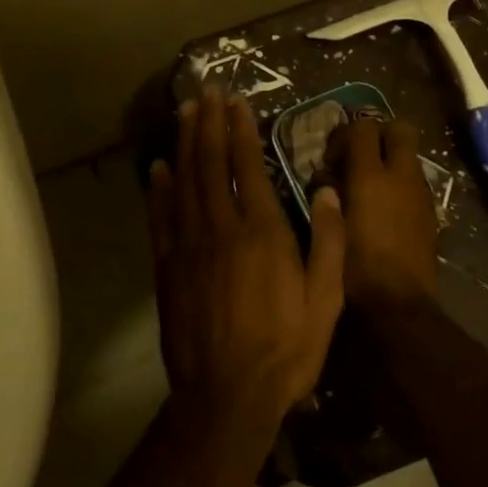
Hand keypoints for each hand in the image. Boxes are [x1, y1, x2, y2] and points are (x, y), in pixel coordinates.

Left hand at [147, 90, 345, 426]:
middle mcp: (222, 228)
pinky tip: (157, 167)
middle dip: (208, 123)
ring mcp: (189, 246)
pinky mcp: (168, 268)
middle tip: (205, 91)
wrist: (227, 395)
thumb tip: (327, 190)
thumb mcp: (326, 300)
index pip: (247, 166)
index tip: (235, 101)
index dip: (240, 129)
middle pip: (210, 163)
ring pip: (183, 182)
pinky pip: (161, 218)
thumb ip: (330, 241)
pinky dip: (158, 189)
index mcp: (263, 231)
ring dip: (183, 143)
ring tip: (183, 112)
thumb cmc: (286, 349)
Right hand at [324, 119, 438, 311]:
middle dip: (379, 133)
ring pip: (410, 157)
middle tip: (357, 156)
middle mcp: (402, 177)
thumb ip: (326, 193)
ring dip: (390, 160)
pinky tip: (382, 211)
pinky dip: (399, 185)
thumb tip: (326, 176)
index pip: (363, 127)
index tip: (330, 159)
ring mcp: (421, 195)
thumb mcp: (328, 227)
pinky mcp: (430, 215)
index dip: (344, 134)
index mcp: (371, 177)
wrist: (397, 306)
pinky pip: (415, 183)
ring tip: (367, 187)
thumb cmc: (352, 268)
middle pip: (400, 129)